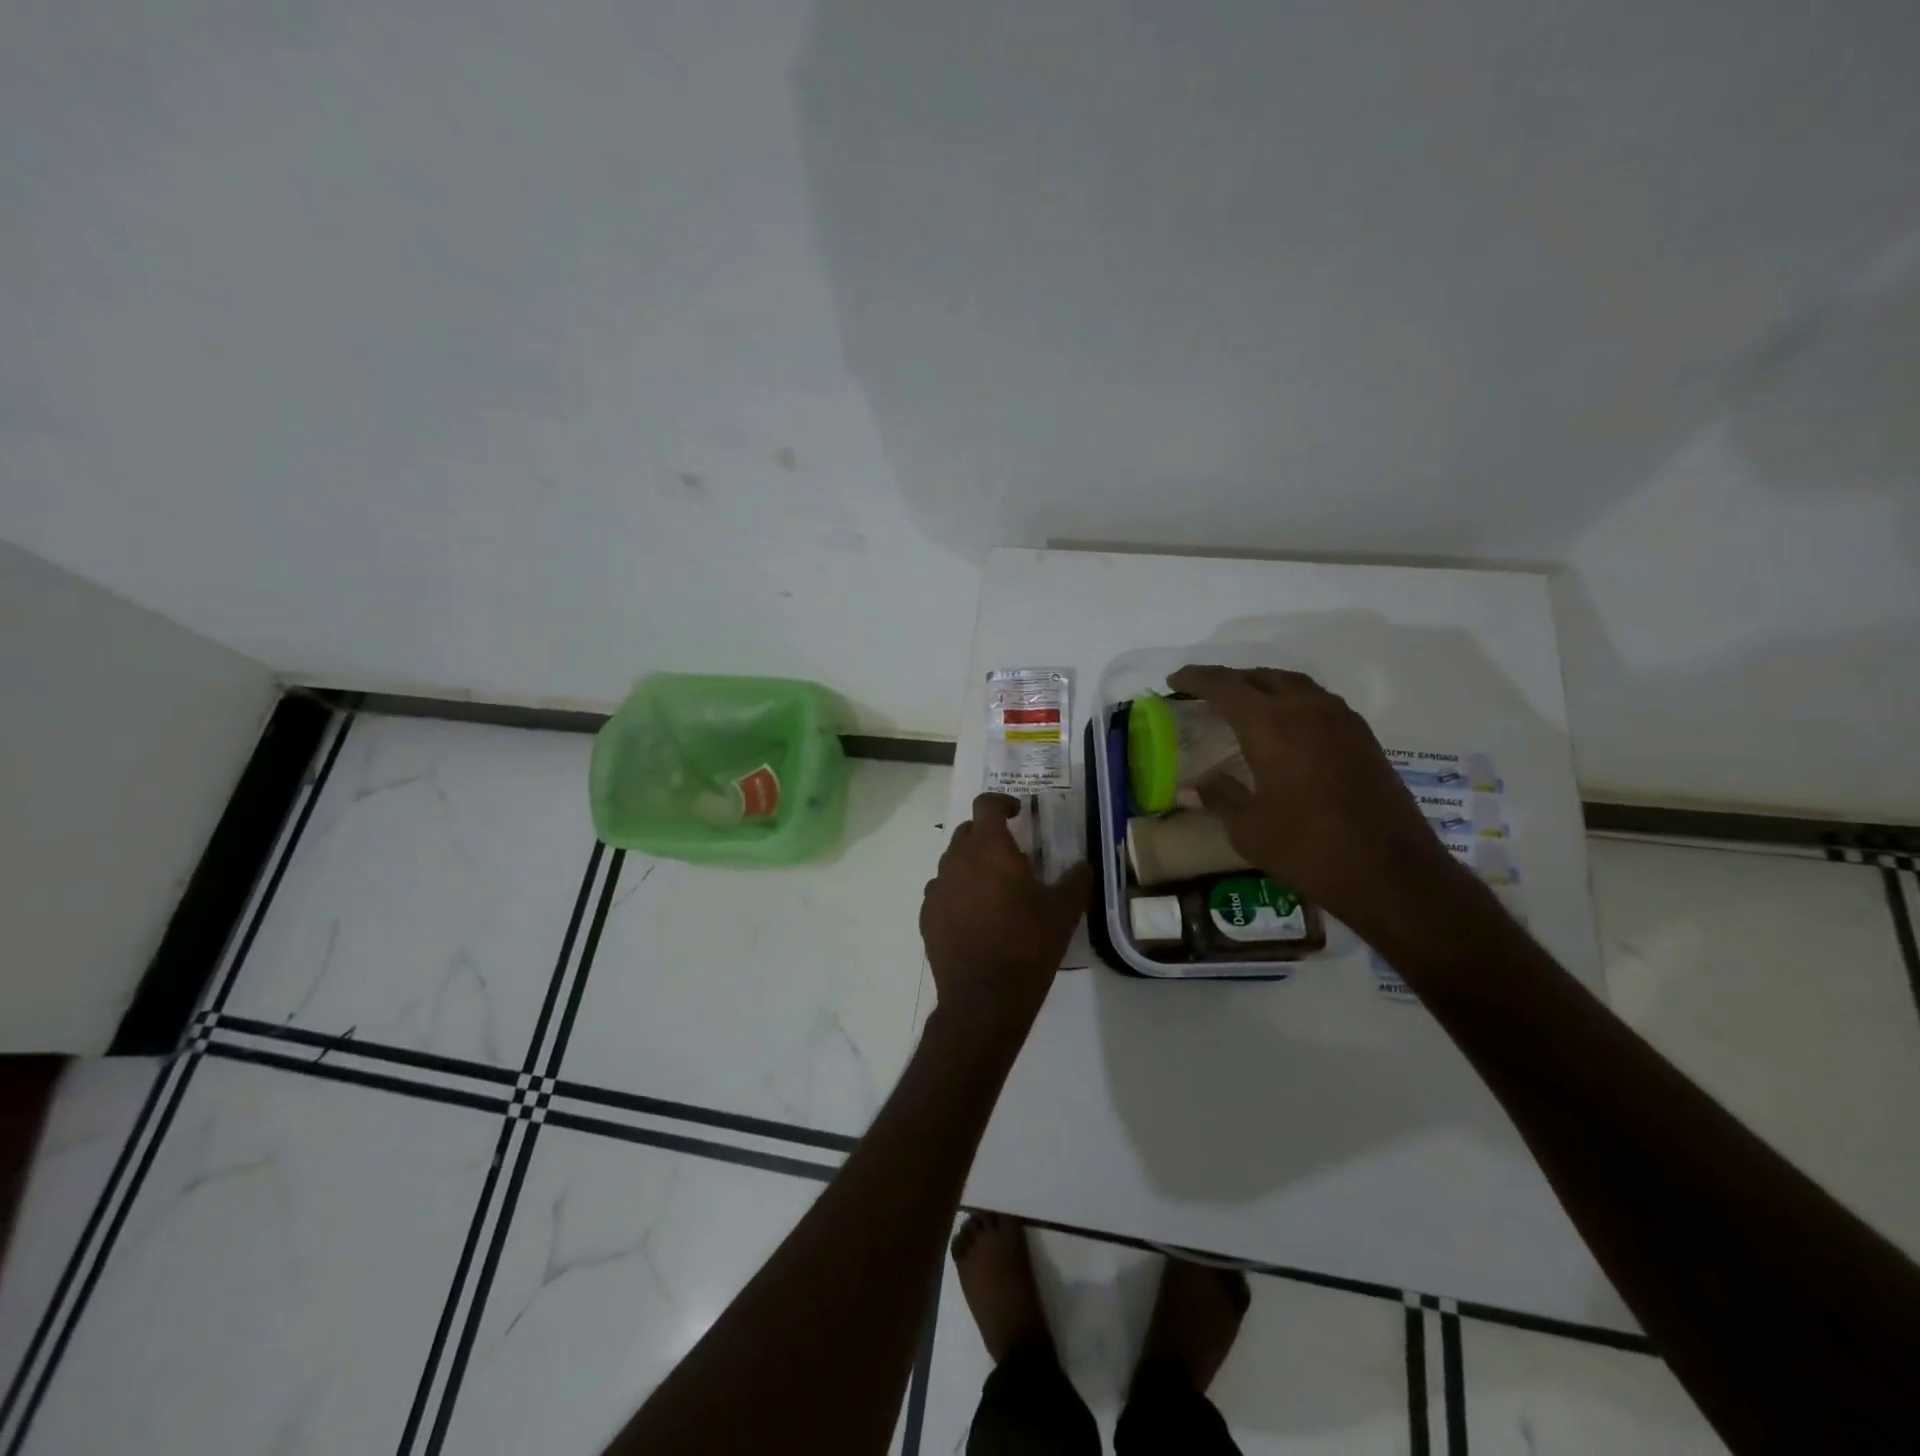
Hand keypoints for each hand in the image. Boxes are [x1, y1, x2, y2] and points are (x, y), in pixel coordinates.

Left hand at [921, 794, 1092, 1039]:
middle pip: (967, 832)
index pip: (986, 804)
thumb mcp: (1063, 913)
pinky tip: (976, 918)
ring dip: (972, 865)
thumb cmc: (1027, 946)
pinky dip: (958, 893)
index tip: (1017, 813)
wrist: (983, 999)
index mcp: (989, 848)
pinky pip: (942, 891)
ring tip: (995, 890)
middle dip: (988, 835)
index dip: (1001, 802)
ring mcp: (937, 888)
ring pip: (953, 862)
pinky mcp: (926, 915)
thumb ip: (1076, 881)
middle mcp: (956, 859)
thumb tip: (1083, 865)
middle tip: (1012, 856)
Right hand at [1165, 666, 1471, 937]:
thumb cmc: (1308, 850)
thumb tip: (1194, 785)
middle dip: (1229, 680)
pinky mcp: (1363, 737)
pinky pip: (1318, 702)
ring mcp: (1341, 720)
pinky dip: (1292, 701)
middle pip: (1261, 676)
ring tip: (1243, 704)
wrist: (1392, 873)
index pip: (1224, 686)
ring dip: (1263, 686)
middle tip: (1204, 694)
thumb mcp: (1249, 828)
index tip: (1174, 680)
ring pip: (1294, 684)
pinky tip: (1285, 727)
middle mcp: (1307, 710)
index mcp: (1271, 725)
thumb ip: (1220, 796)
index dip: (1196, 678)